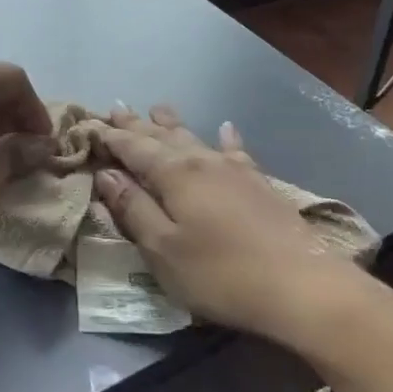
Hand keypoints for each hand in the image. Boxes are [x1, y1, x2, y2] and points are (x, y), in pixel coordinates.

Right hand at [90, 105, 359, 340]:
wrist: (301, 285)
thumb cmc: (220, 273)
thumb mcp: (163, 249)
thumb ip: (133, 209)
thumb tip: (107, 174)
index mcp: (174, 174)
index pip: (133, 148)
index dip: (111, 137)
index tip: (90, 125)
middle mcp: (202, 161)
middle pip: (162, 137)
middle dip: (136, 124)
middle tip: (116, 107)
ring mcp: (234, 170)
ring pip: (195, 138)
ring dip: (173, 124)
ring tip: (158, 108)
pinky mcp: (260, 184)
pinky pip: (236, 151)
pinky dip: (226, 138)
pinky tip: (226, 128)